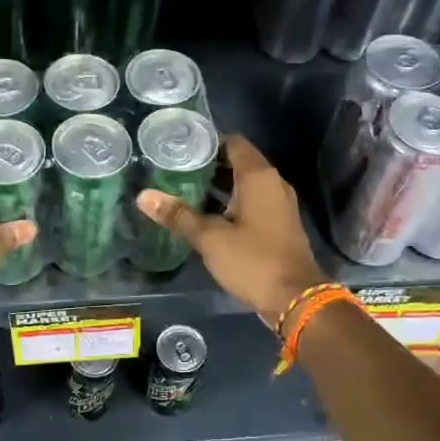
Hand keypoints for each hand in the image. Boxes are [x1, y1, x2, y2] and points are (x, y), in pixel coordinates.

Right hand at [136, 134, 324, 324]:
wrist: (296, 299)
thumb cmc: (253, 260)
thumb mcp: (210, 238)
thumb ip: (178, 215)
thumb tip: (143, 196)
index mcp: (259, 177)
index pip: (233, 142)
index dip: (207, 141)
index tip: (180, 147)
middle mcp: (272, 183)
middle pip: (238, 162)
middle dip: (208, 164)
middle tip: (174, 168)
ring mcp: (278, 204)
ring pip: (244, 184)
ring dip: (218, 185)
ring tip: (183, 189)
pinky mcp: (278, 223)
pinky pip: (251, 201)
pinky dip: (229, 202)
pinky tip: (204, 214)